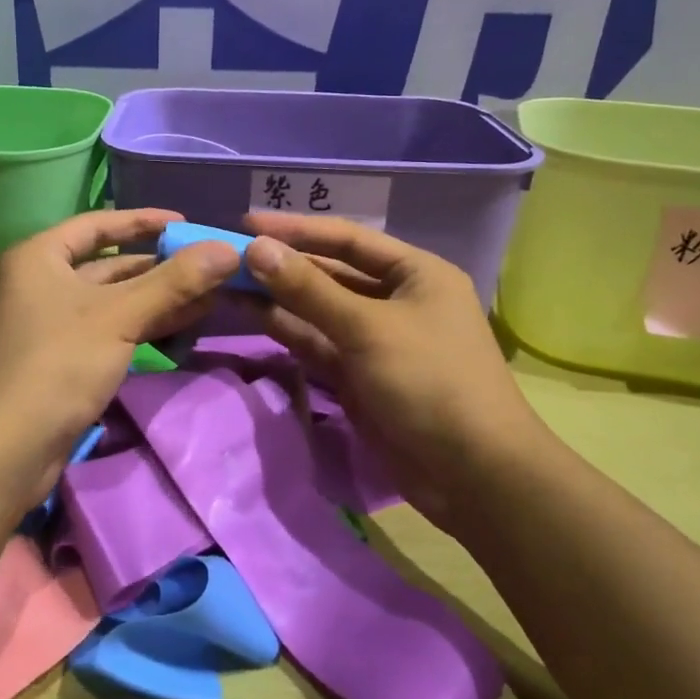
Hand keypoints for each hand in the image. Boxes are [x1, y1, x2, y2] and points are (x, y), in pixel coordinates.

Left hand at [0, 208, 241, 507]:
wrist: (9, 448)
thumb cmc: (59, 363)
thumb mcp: (120, 317)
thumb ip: (174, 282)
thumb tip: (229, 249)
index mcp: (39, 256)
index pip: (98, 225)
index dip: (144, 221)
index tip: (187, 223)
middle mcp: (39, 282)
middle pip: (109, 265)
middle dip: (160, 269)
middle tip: (210, 269)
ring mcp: (49, 322)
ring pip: (112, 301)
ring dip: (158, 301)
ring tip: (209, 299)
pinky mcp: (60, 357)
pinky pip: (108, 329)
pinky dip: (141, 327)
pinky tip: (181, 329)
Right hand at [243, 212, 550, 531]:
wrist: (473, 475)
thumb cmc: (430, 381)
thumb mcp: (367, 328)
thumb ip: (308, 288)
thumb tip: (256, 248)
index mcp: (415, 274)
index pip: (348, 238)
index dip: (297, 230)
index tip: (247, 223)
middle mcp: (395, 300)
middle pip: (330, 273)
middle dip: (282, 265)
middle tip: (228, 256)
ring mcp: (374, 340)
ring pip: (317, 310)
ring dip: (277, 297)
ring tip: (226, 283)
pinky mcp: (357, 376)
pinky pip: (316, 343)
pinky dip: (286, 330)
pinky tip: (250, 314)